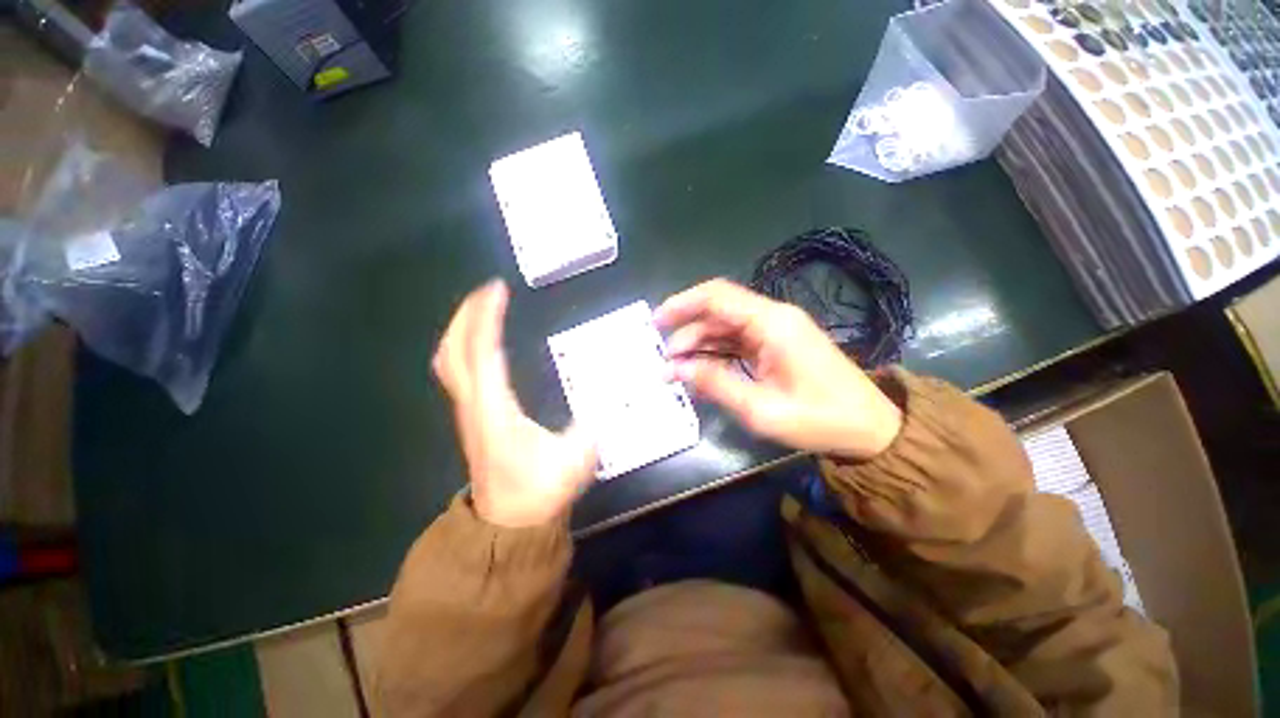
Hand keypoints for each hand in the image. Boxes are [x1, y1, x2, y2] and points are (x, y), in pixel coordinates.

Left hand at [433, 280, 597, 527]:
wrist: (510, 525)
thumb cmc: (540, 491)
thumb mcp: (577, 457)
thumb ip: (593, 423)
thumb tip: (611, 396)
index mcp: (496, 410)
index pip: (483, 353)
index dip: (487, 319)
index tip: (498, 290)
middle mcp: (474, 405)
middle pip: (454, 351)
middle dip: (467, 316)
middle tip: (488, 292)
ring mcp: (469, 412)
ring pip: (451, 362)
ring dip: (462, 330)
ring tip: (483, 309)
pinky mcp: (473, 417)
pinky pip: (459, 373)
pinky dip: (466, 348)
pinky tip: (483, 343)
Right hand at [655, 279, 902, 460]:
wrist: (869, 427)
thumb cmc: (820, 419)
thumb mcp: (761, 409)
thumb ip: (716, 384)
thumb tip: (677, 368)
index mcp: (772, 323)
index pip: (717, 296)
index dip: (682, 304)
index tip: (656, 322)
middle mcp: (772, 317)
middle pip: (718, 310)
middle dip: (686, 331)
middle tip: (664, 360)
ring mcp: (775, 330)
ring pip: (725, 325)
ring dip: (698, 343)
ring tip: (676, 369)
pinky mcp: (776, 344)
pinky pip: (737, 340)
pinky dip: (715, 352)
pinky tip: (700, 370)